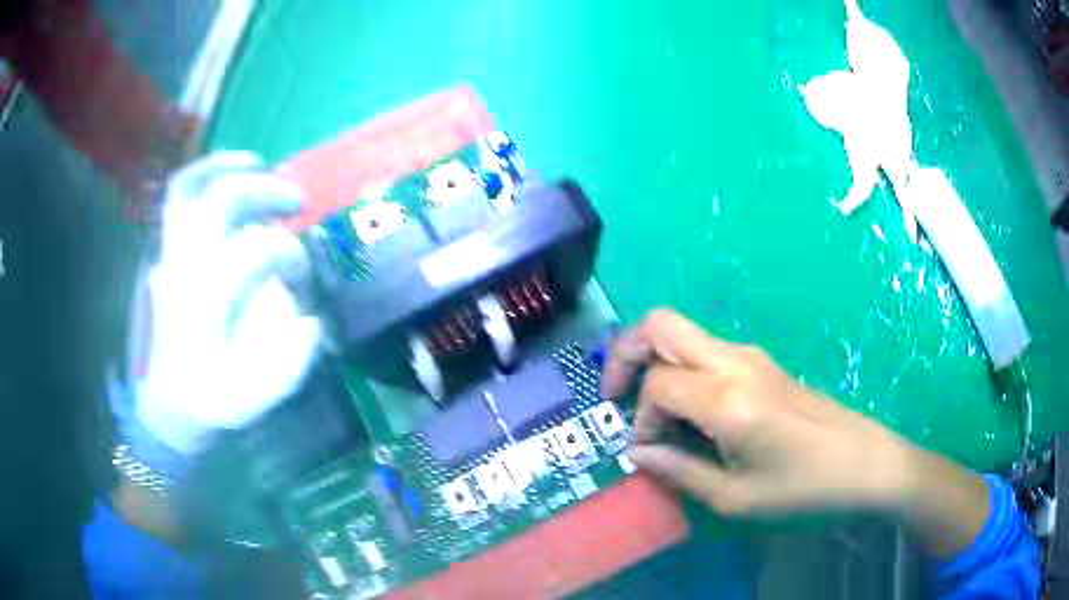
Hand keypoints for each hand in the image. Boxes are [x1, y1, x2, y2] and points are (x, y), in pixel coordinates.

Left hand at [133, 152, 322, 454]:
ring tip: (262, 163)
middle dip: (265, 191)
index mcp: (207, 306)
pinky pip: (176, 197)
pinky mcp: (165, 252)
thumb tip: (310, 317)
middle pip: (220, 203)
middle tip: (297, 201)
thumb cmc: (212, 401)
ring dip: (228, 166)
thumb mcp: (254, 398)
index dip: (289, 254)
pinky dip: (202, 173)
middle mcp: (184, 269)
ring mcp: (169, 255)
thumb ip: (288, 361)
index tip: (303, 274)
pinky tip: (227, 172)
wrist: (171, 403)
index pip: (253, 253)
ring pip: (189, 188)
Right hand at [603, 309, 989, 555]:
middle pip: (660, 325)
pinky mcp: (761, 363)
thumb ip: (680, 471)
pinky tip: (692, 412)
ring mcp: (750, 356)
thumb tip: (639, 453)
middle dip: (624, 352)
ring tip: (655, 412)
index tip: (648, 452)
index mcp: (727, 397)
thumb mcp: (736, 496)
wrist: (863, 460)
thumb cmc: (803, 485)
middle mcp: (734, 362)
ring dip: (655, 362)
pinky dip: (682, 369)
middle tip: (616, 393)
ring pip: (682, 332)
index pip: (657, 385)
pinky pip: (705, 350)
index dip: (640, 419)